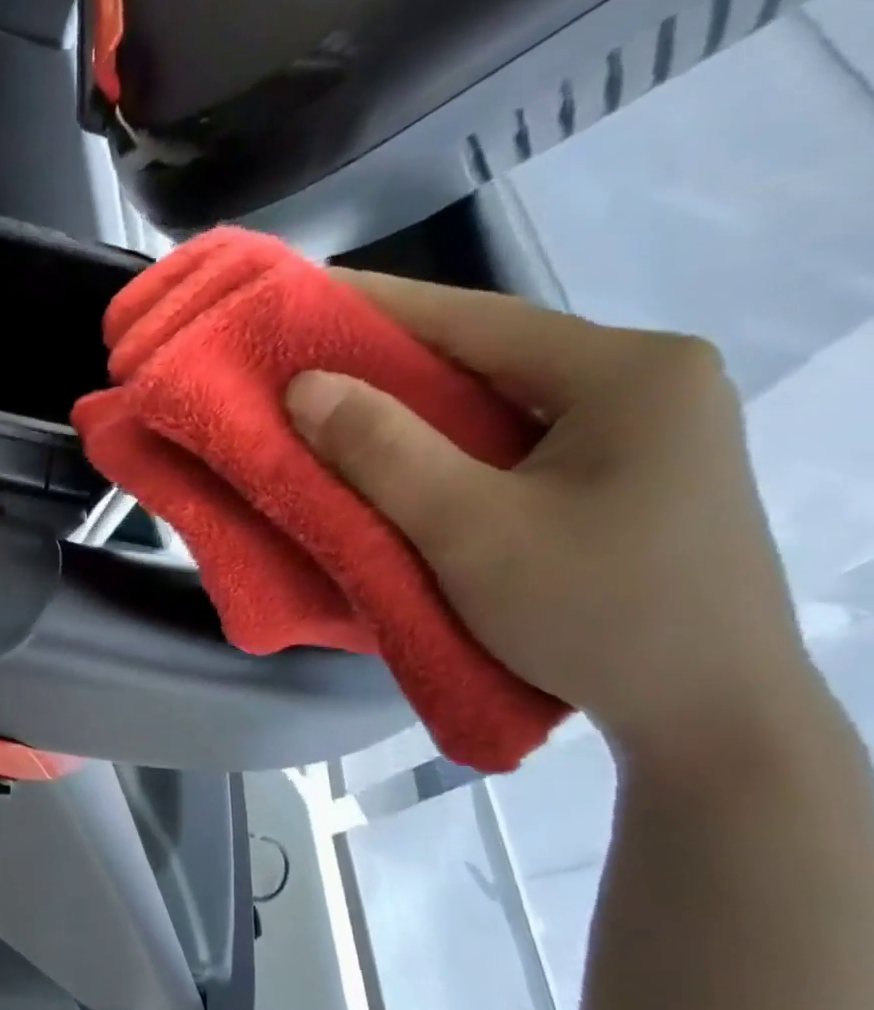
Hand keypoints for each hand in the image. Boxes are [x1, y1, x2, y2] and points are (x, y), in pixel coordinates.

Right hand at [284, 273, 817, 765]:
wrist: (708, 715)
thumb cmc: (592, 612)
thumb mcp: (470, 530)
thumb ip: (384, 452)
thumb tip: (305, 387)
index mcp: (627, 373)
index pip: (478, 320)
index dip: (379, 307)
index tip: (302, 295)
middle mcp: (647, 384)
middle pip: (490, 358)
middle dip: (393, 361)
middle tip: (306, 362)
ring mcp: (645, 433)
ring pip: (501, 405)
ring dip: (418, 410)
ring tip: (337, 411)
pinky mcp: (629, 479)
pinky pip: (516, 445)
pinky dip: (451, 449)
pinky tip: (406, 463)